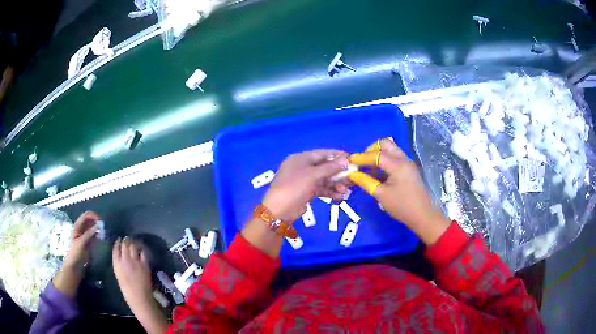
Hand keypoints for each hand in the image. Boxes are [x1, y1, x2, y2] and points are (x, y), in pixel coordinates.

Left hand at [54, 211, 98, 296]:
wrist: (75, 264)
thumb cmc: (76, 252)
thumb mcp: (81, 243)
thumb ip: (89, 234)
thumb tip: (98, 226)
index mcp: (77, 226)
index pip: (85, 215)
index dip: (93, 215)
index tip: (101, 220)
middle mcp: (81, 228)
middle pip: (89, 219)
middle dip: (96, 221)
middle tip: (104, 226)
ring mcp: (85, 234)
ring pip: (92, 226)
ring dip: (98, 227)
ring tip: (104, 231)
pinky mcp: (89, 240)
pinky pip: (94, 233)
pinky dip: (98, 233)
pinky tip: (102, 236)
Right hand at [113, 238, 152, 310]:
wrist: (139, 297)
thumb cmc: (127, 290)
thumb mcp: (119, 275)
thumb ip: (119, 265)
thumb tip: (122, 258)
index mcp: (116, 263)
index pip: (116, 248)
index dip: (118, 243)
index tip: (119, 240)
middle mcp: (125, 259)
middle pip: (125, 244)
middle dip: (126, 241)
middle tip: (127, 240)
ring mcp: (135, 260)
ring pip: (133, 246)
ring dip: (133, 243)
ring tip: (134, 242)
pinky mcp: (144, 263)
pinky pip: (143, 253)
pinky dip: (142, 250)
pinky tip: (142, 250)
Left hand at [262, 149, 349, 221]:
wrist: (279, 209)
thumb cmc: (295, 186)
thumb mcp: (313, 175)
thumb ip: (331, 168)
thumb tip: (346, 160)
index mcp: (301, 158)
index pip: (322, 153)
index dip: (336, 155)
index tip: (350, 157)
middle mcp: (302, 168)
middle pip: (324, 167)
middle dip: (338, 173)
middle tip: (352, 177)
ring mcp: (304, 181)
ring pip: (324, 180)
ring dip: (335, 184)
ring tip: (347, 190)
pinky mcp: (305, 193)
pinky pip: (321, 189)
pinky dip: (330, 192)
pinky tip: (340, 197)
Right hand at [348, 139, 450, 244]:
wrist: (423, 216)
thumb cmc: (402, 206)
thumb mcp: (381, 195)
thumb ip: (365, 182)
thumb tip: (352, 174)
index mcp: (397, 165)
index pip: (376, 154)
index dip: (361, 157)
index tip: (349, 161)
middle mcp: (403, 159)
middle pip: (385, 144)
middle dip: (371, 150)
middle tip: (361, 162)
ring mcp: (407, 163)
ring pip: (391, 150)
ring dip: (378, 154)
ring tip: (368, 168)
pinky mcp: (409, 169)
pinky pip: (394, 157)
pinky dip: (384, 160)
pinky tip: (378, 173)